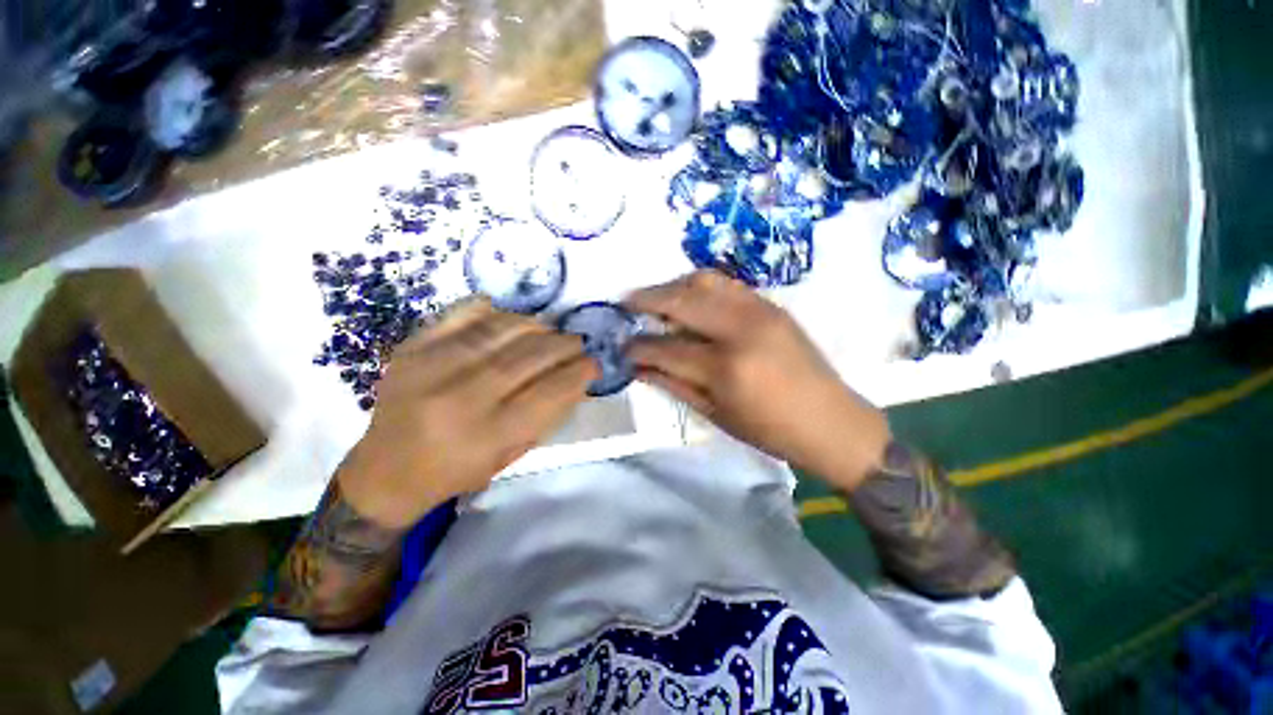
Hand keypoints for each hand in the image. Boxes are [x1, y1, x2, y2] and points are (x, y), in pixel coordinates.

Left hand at [338, 299, 597, 528]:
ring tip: (551, 330)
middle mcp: (458, 398)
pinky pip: (461, 315)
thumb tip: (577, 379)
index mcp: (485, 436)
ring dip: (535, 326)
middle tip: (578, 343)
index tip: (594, 364)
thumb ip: (546, 416)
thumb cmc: (456, 472)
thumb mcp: (510, 456)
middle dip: (562, 345)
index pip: (547, 392)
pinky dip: (494, 311)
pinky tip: (512, 317)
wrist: (385, 471)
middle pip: (526, 357)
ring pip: (499, 331)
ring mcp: (430, 367)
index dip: (577, 373)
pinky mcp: (411, 348)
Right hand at [626, 270, 889, 491]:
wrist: (830, 420)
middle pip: (680, 301)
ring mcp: (758, 310)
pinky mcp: (771, 304)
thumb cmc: (770, 430)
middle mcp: (740, 330)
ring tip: (655, 298)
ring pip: (703, 281)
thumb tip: (639, 367)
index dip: (638, 346)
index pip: (666, 348)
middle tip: (625, 304)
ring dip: (672, 286)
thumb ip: (673, 385)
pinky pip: (726, 283)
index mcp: (725, 368)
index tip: (623, 346)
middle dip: (645, 300)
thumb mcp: (715, 414)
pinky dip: (700, 285)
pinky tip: (689, 297)